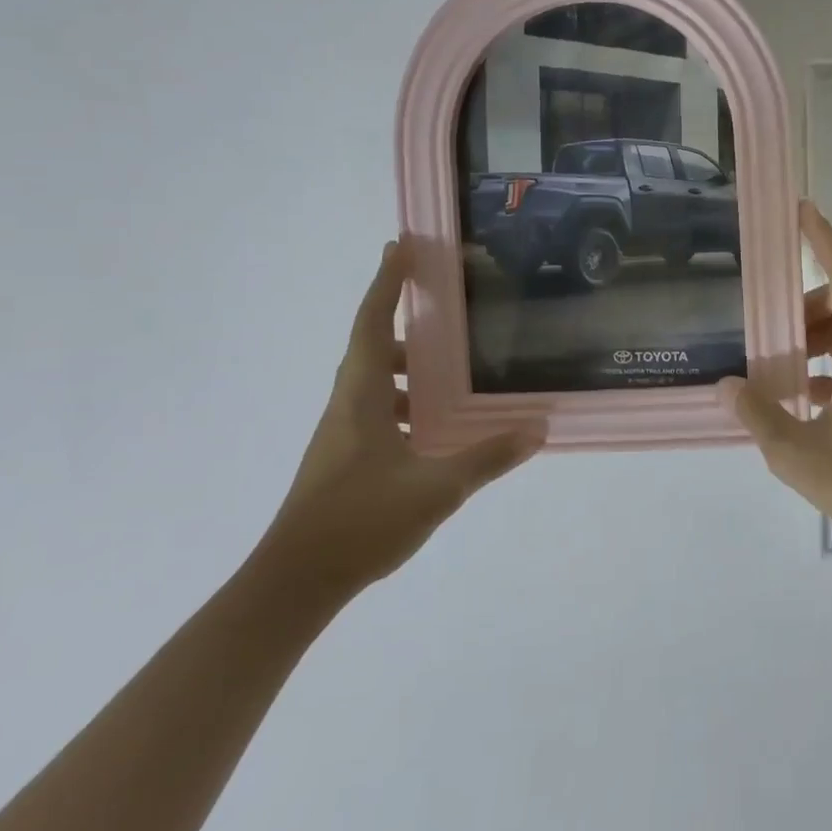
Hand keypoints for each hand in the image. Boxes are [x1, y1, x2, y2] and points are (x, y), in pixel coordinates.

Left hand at [257, 239, 541, 599]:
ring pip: (376, 384)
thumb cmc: (359, 522)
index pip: (372, 323)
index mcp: (360, 397)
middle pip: (373, 347)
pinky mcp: (346, 460)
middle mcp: (347, 406)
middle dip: (405, 322)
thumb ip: (488, 457)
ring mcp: (343, 435)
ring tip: (453, 370)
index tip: (401, 246)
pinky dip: (409, 405)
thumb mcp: (436, 488)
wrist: (293, 584)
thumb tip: (538, 427)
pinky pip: (380, 413)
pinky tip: (438, 428)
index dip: (386, 282)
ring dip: (409, 369)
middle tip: (447, 310)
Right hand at [719, 202, 831, 549]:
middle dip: (801, 305)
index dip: (821, 240)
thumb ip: (759, 415)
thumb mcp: (798, 454)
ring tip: (777, 362)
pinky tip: (799, 390)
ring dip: (812, 335)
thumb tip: (726, 385)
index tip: (799, 210)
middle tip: (765, 326)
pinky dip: (825, 358)